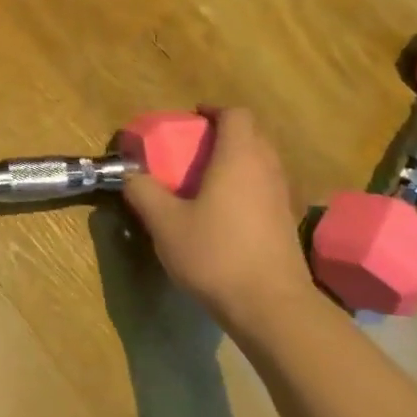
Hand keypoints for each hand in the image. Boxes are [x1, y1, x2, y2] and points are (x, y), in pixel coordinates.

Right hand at [122, 107, 315, 335]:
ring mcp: (281, 197)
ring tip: (206, 179)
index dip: (215, 110)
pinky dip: (246, 186)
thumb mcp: (166, 223)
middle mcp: (266, 169)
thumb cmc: (215, 255)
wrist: (271, 306)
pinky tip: (225, 212)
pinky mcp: (286, 223)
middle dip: (224, 134)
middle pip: (252, 135)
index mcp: (239, 158)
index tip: (193, 119)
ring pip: (262, 162)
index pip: (236, 115)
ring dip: (237, 161)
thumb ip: (144, 192)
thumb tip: (130, 175)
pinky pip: (265, 188)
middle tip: (194, 148)